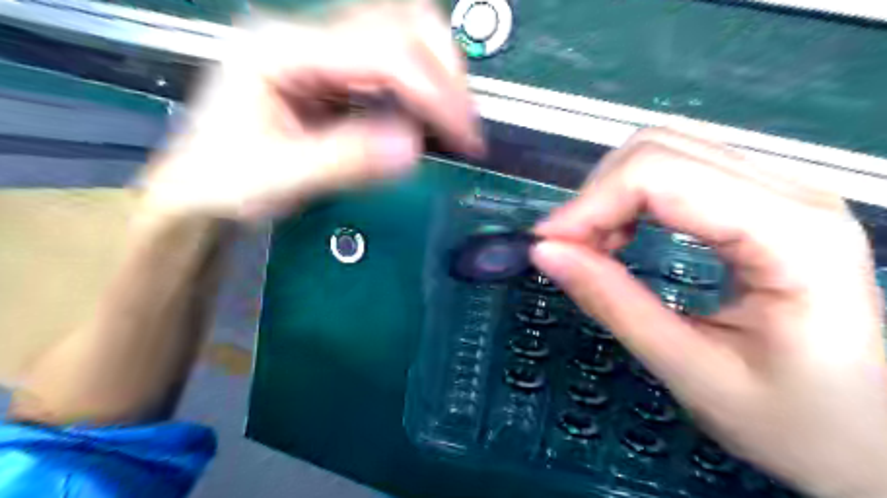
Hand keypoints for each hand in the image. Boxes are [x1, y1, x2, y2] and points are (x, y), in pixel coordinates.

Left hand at [142, 0, 481, 219]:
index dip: (432, 90)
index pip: (379, 50)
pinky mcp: (334, 76)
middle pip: (396, 22)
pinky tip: (427, 120)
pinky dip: (420, 90)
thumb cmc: (225, 183)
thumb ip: (344, 160)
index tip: (464, 135)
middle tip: (464, 124)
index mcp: (280, 49)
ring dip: (438, 74)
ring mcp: (320, 53)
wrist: (202, 189)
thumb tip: (412, 147)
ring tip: (452, 121)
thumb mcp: (280, 177)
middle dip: (444, 71)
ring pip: (399, 37)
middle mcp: (304, 37)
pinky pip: (390, 68)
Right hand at [532, 128, 886, 497]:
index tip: (548, 245)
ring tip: (595, 246)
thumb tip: (546, 253)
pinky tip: (622, 235)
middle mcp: (790, 191)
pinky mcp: (759, 201)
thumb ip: (613, 303)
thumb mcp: (692, 371)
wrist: (872, 436)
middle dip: (596, 195)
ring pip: (663, 150)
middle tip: (570, 250)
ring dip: (610, 194)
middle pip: (659, 148)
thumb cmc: (796, 422)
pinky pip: (675, 170)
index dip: (589, 204)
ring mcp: (777, 189)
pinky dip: (630, 197)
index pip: (660, 174)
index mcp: (791, 234)